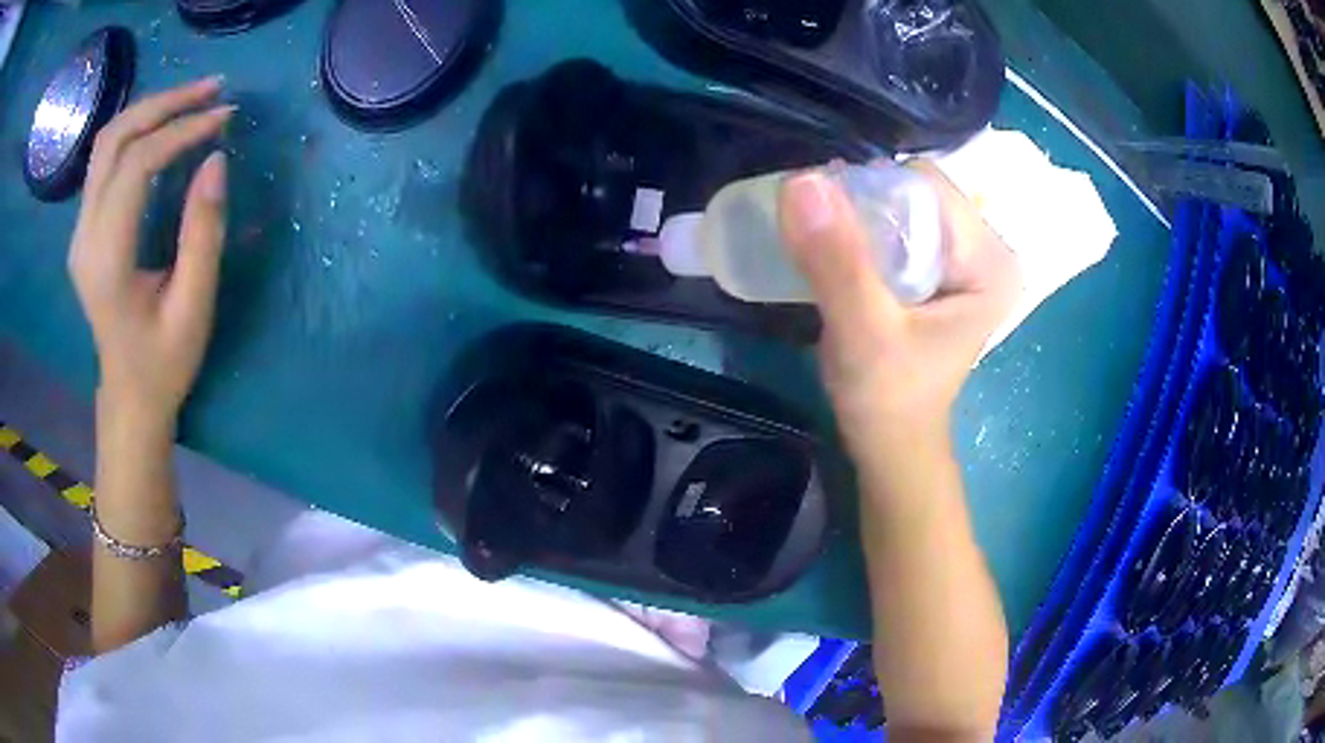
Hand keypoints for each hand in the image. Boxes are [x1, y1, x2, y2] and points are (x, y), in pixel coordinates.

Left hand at [68, 77, 234, 437]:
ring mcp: (80, 231)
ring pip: (107, 141)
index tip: (224, 118)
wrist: (128, 395)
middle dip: (165, 104)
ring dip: (149, 109)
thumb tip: (216, 160)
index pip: (137, 165)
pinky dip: (136, 130)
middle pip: (115, 139)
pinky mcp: (85, 227)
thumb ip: (203, 234)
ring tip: (192, 100)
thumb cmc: (163, 363)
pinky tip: (164, 127)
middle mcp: (84, 237)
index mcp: (107, 260)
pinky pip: (106, 159)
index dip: (181, 131)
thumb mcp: (193, 307)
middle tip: (212, 91)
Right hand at [779, 162, 1018, 455]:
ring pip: (904, 207)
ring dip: (860, 218)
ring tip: (828, 251)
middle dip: (864, 205)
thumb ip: (838, 260)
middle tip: (823, 241)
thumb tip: (801, 180)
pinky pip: (902, 227)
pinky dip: (866, 234)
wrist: (892, 444)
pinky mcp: (945, 272)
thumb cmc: (888, 398)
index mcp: (992, 262)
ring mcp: (969, 260)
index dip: (871, 192)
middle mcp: (989, 252)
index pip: (925, 186)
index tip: (827, 224)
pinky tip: (843, 257)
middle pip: (915, 192)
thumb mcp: (863, 331)